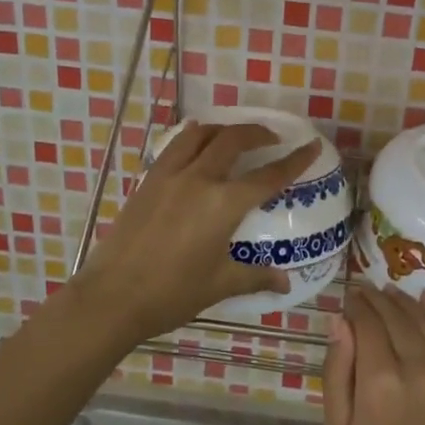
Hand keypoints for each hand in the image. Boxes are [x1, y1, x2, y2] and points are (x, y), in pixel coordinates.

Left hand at [72, 122, 320, 347]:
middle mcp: (200, 179)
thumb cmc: (172, 293)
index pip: (269, 176)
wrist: (113, 296)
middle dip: (258, 133)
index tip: (312, 145)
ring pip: (200, 134)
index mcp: (224, 204)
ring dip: (223, 129)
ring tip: (234, 136)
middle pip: (234, 140)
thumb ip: (255, 277)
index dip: (295, 160)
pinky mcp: (148, 180)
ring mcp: (170, 176)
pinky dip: (193, 137)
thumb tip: (285, 282)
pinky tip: (196, 143)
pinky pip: (175, 146)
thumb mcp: (219, 285)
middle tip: (272, 138)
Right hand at [324, 283, 424, 424]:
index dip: (357, 304)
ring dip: (407, 301)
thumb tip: (340, 323)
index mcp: (381, 384)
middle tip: (367, 290)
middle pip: (397, 315)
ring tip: (392, 293)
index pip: (368, 322)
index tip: (350, 297)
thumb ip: (337, 374)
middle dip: (378, 299)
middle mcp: (421, 369)